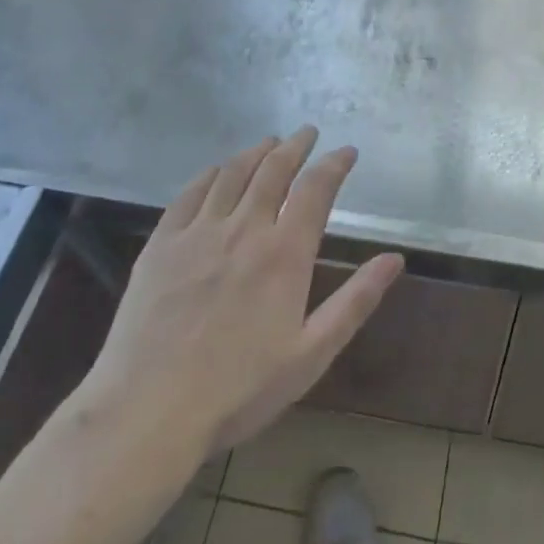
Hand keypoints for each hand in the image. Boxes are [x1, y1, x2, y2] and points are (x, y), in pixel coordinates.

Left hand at [80, 128, 403, 467]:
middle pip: (273, 170)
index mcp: (284, 254)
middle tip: (307, 133)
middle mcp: (244, 229)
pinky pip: (189, 194)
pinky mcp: (161, 245)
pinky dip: (210, 173)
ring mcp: (198, 233)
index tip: (347, 151)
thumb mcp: (311, 354)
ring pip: (232, 174)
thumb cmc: (239, 389)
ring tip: (269, 141)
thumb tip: (394, 259)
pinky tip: (217, 169)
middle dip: (295, 146)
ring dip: (255, 152)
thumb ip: (355, 301)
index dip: (334, 164)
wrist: (149, 411)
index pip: (316, 189)